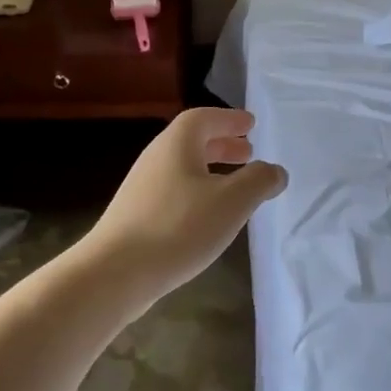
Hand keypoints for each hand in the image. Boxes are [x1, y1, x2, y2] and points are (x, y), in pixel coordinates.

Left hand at [82, 107, 287, 303]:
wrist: (116, 272)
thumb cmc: (179, 227)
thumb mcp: (232, 202)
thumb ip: (259, 181)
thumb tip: (275, 171)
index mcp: (176, 145)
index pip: (203, 118)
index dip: (228, 119)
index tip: (251, 125)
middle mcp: (156, 159)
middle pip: (191, 142)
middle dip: (222, 144)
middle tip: (248, 153)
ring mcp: (142, 189)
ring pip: (183, 168)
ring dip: (210, 170)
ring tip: (235, 186)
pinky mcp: (136, 217)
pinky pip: (174, 192)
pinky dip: (197, 192)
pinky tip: (209, 217)